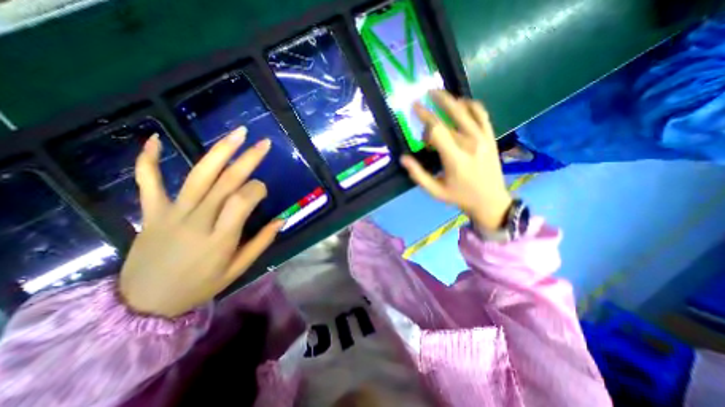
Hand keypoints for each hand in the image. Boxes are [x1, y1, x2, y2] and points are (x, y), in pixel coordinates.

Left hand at [119, 128, 279, 317]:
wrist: (144, 304)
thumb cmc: (200, 285)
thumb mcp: (238, 269)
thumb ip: (262, 242)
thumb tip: (282, 219)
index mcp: (221, 237)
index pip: (244, 200)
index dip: (258, 189)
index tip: (263, 190)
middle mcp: (198, 219)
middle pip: (226, 181)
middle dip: (248, 159)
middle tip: (264, 143)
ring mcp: (172, 213)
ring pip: (199, 175)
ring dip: (220, 151)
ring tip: (237, 134)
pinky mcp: (152, 211)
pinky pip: (148, 181)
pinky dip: (149, 159)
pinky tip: (155, 138)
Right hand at [400, 90, 510, 230]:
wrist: (490, 200)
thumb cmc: (459, 196)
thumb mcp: (435, 191)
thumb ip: (418, 174)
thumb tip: (403, 158)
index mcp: (454, 158)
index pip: (437, 130)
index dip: (424, 116)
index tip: (414, 108)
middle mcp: (470, 144)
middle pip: (449, 118)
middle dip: (435, 105)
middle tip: (425, 94)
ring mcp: (483, 139)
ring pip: (466, 112)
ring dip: (451, 100)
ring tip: (439, 93)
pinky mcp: (490, 137)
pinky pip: (482, 115)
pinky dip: (472, 105)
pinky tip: (463, 102)